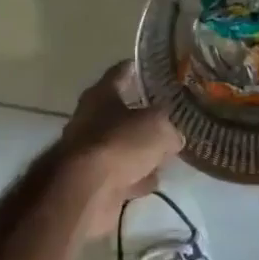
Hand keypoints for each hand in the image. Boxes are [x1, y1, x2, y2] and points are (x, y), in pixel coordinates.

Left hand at [58, 62, 184, 238]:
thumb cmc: (120, 143)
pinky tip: (151, 181)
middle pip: (120, 112)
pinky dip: (134, 177)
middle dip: (142, 117)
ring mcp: (89, 152)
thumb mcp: (158, 127)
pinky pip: (120, 173)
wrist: (85, 191)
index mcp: (101, 95)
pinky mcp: (92, 180)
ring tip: (165, 154)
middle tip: (167, 117)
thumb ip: (169, 128)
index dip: (136, 69)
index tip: (150, 68)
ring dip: (140, 152)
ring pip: (122, 146)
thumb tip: (173, 137)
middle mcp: (90, 119)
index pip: (119, 73)